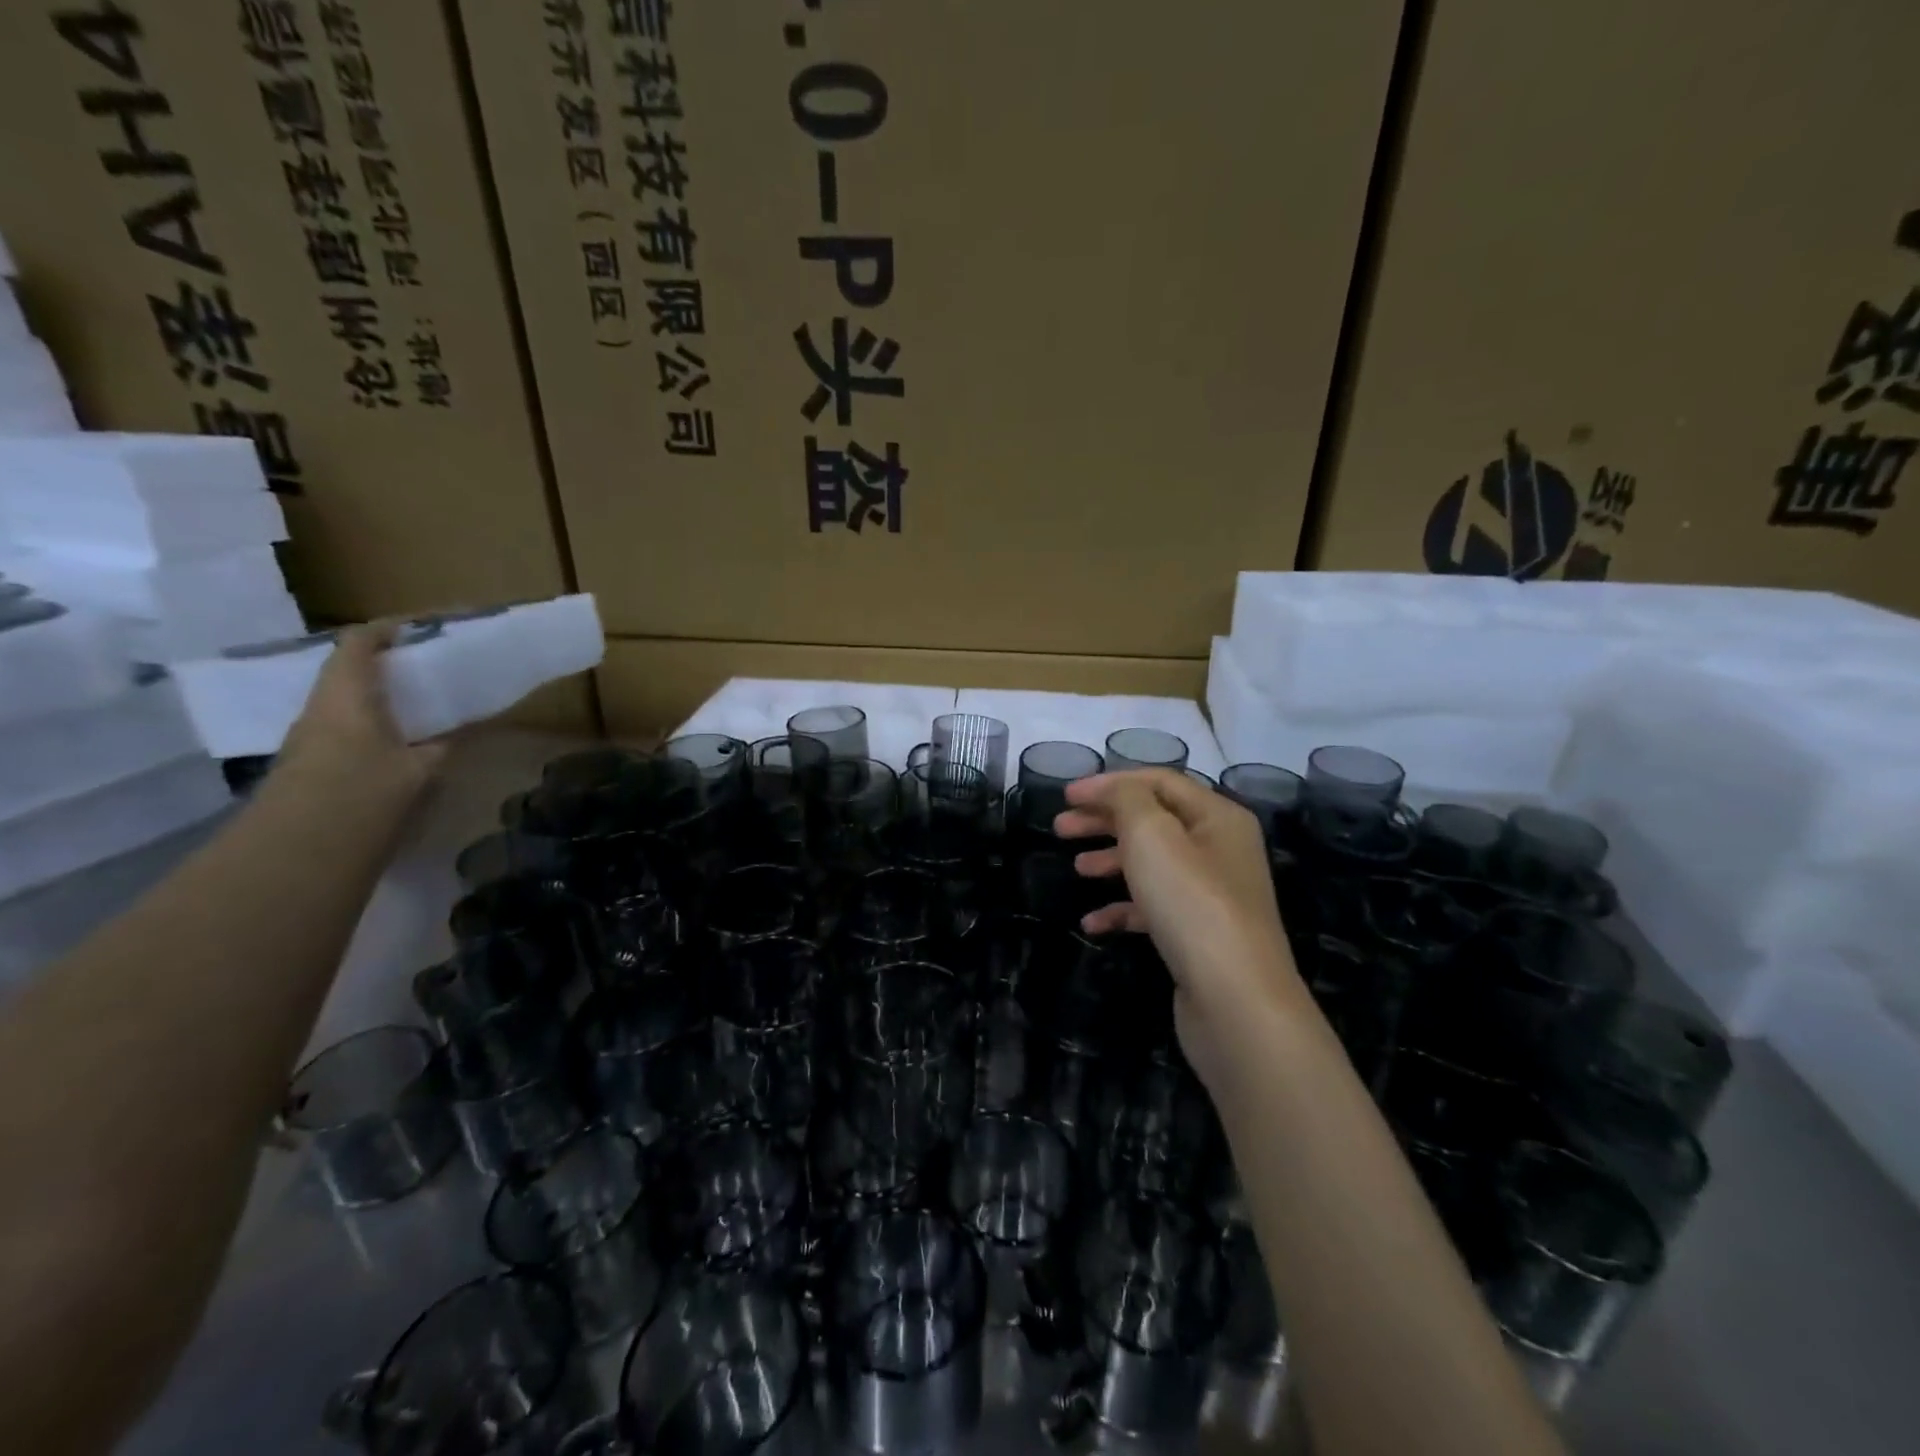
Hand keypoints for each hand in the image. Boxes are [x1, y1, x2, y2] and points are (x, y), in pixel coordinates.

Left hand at [276, 623, 446, 806]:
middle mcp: (320, 709)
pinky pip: (342, 732)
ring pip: (345, 705)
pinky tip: (395, 747)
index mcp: (346, 696)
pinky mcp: (307, 767)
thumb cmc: (363, 793)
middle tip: (424, 671)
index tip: (415, 628)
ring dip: (376, 700)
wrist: (299, 851)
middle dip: (384, 668)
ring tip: (416, 709)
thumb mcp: (419, 770)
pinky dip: (369, 728)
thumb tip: (454, 738)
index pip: (358, 644)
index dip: (385, 630)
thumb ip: (439, 749)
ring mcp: (308, 740)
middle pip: (348, 674)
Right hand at [1054, 769, 1309, 1084]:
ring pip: (1152, 864)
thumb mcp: (1152, 835)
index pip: (1159, 782)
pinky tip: (1093, 923)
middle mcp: (1220, 849)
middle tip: (1060, 828)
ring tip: (1076, 868)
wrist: (1235, 1000)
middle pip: (1154, 821)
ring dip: (1111, 860)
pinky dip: (1122, 908)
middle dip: (1104, 820)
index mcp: (1218, 817)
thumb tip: (1113, 791)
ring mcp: (1212, 895)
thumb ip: (1127, 800)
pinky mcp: (1199, 934)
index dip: (1109, 783)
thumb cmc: (1191, 904)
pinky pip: (1154, 908)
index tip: (1065, 796)